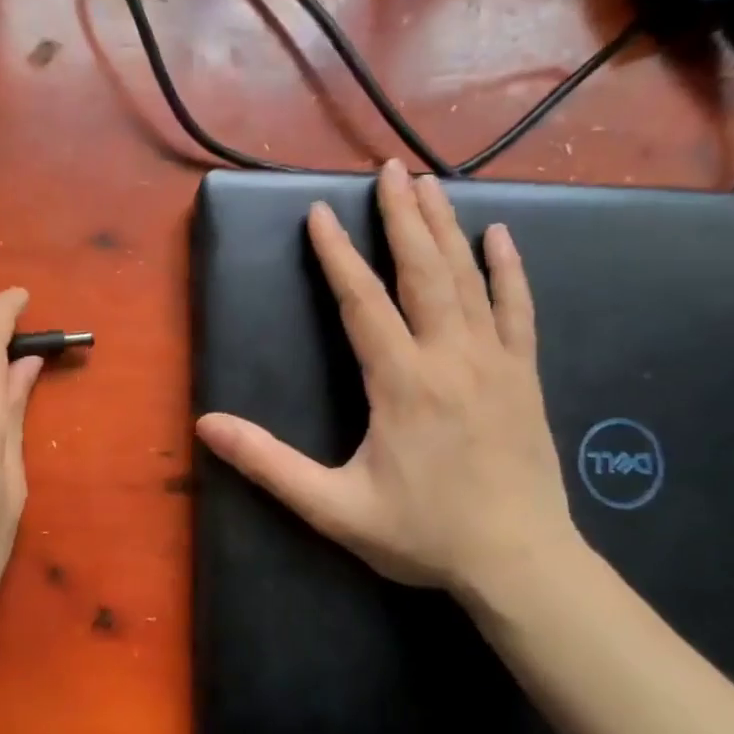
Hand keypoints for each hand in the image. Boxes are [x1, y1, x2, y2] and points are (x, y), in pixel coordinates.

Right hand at [196, 161, 578, 596]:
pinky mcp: (525, 375)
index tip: (320, 213)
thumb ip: (269, 464)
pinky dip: (507, 269)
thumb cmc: (423, 535)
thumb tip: (208, 425)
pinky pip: (517, 308)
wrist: (521, 564)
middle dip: (402, 216)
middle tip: (389, 168)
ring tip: (429, 183)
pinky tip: (499, 236)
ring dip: (445, 227)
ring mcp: (495, 361)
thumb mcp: (333, 507)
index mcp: (402, 382)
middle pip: (423, 270)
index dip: (337, 255)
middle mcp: (450, 357)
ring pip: (468, 278)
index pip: (363, 302)